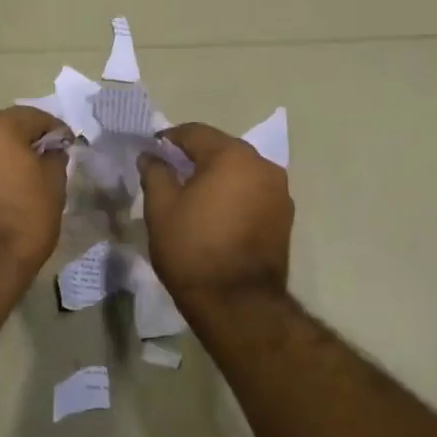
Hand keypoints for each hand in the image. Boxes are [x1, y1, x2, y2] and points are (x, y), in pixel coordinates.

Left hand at [0, 107, 68, 281]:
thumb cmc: (22, 219)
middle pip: (0, 129)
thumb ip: (54, 158)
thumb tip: (50, 151)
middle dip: (20, 142)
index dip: (54, 131)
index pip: (33, 117)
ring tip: (14, 183)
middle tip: (40, 164)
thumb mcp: (54, 186)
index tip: (66, 146)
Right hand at [138, 123, 293, 305]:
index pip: (195, 133)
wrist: (237, 303)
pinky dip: (234, 195)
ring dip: (217, 177)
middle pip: (221, 149)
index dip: (169, 139)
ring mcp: (279, 192)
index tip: (151, 152)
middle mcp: (263, 165)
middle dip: (195, 157)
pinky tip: (217, 215)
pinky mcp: (285, 217)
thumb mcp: (161, 208)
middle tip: (170, 174)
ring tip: (193, 197)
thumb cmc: (192, 249)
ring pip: (240, 172)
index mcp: (232, 156)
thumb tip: (151, 156)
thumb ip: (155, 172)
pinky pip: (253, 193)